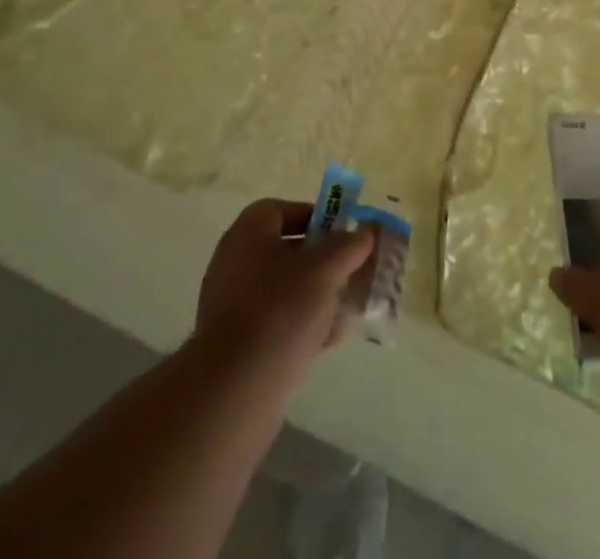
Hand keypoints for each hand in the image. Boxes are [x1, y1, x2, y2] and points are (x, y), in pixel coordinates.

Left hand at [194, 199, 375, 383]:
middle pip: (288, 251)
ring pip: (285, 289)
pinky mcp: (236, 344)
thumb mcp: (326, 269)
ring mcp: (232, 305)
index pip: (284, 210)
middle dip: (324, 262)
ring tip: (346, 310)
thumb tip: (366, 231)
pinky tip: (328, 340)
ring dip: (318, 296)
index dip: (316, 217)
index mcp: (248, 233)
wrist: (236, 390)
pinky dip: (302, 325)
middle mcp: (235, 262)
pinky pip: (275, 322)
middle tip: (351, 272)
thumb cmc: (281, 311)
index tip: (343, 235)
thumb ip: (350, 245)